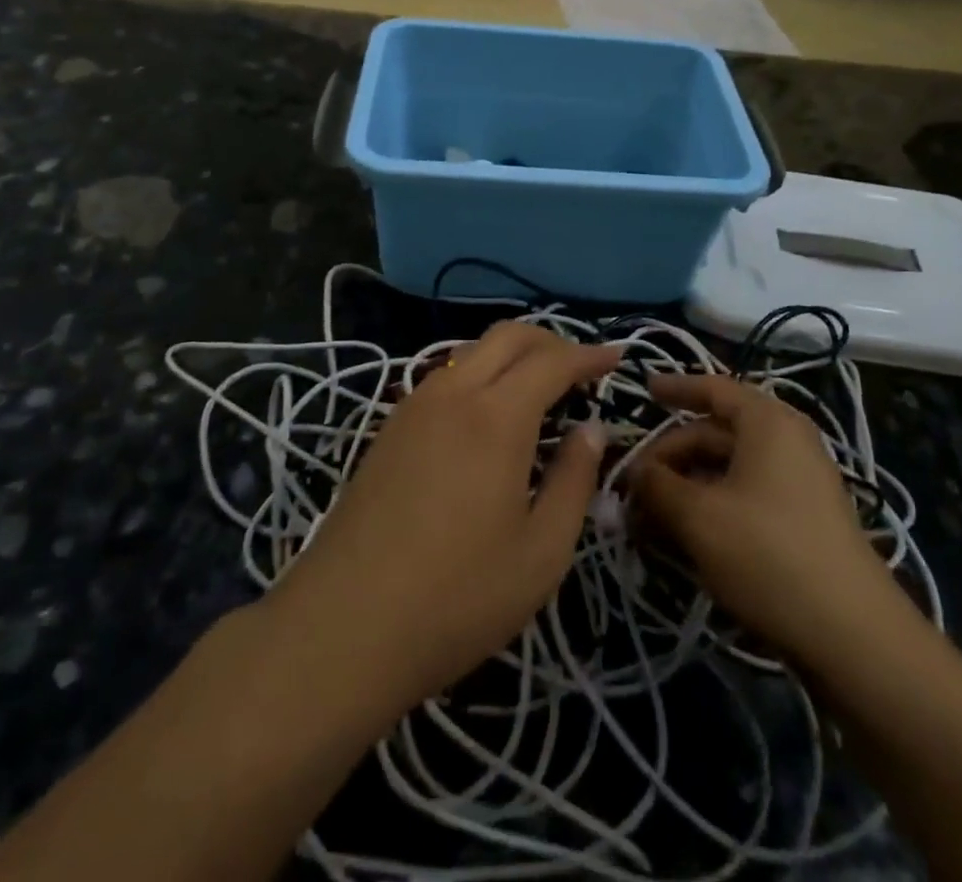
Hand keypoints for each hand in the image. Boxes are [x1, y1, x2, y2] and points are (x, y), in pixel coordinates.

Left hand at [269, 322, 616, 717]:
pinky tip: (488, 416)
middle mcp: (453, 393)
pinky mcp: (389, 428)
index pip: (552, 361)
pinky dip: (479, 375)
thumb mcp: (541, 552)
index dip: (588, 354)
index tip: (616, 357)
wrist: (344, 625)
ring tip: (539, 391)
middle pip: (507, 336)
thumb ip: (574, 480)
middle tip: (581, 369)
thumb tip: (590, 429)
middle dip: (550, 341)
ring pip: (472, 352)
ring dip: (512, 356)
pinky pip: (445, 377)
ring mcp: (414, 406)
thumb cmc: (457, 597)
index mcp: (496, 416)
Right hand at [629, 374, 917, 671]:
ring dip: (685, 486)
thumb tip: (634, 472)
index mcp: (767, 421)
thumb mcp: (698, 517)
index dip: (674, 388)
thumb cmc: (769, 555)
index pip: (713, 387)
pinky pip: (745, 495)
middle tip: (630, 486)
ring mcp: (799, 482)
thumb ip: (657, 486)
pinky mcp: (802, 520)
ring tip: (648, 516)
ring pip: (727, 468)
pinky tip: (684, 536)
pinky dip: (711, 506)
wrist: (854, 637)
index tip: (642, 391)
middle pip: (714, 432)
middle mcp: (786, 441)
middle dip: (669, 456)